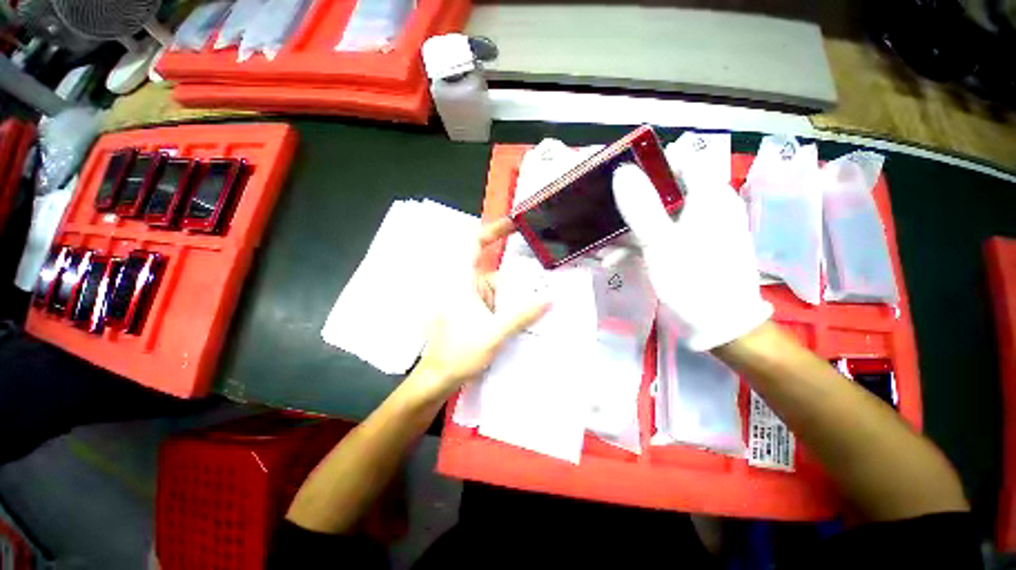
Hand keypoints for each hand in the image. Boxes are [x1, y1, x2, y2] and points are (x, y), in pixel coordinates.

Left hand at [406, 219, 548, 405]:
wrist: (439, 378)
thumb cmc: (459, 353)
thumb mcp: (494, 333)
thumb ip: (522, 315)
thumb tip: (549, 300)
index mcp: (461, 282)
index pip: (472, 244)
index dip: (492, 230)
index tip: (515, 224)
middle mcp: (463, 285)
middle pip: (494, 271)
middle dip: (518, 277)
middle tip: (545, 280)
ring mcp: (467, 298)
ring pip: (496, 288)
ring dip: (515, 295)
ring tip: (542, 301)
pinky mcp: (471, 310)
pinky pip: (493, 300)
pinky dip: (508, 305)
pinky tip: (526, 314)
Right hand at [611, 164, 771, 350]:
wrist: (720, 326)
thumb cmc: (695, 280)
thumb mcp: (662, 243)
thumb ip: (642, 207)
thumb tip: (622, 171)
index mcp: (708, 196)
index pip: (682, 159)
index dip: (650, 162)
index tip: (618, 173)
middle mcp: (704, 207)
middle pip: (663, 190)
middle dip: (630, 201)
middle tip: (602, 209)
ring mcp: (693, 229)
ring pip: (655, 216)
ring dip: (626, 230)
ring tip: (600, 244)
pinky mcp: (684, 248)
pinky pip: (657, 237)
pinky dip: (635, 246)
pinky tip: (612, 260)